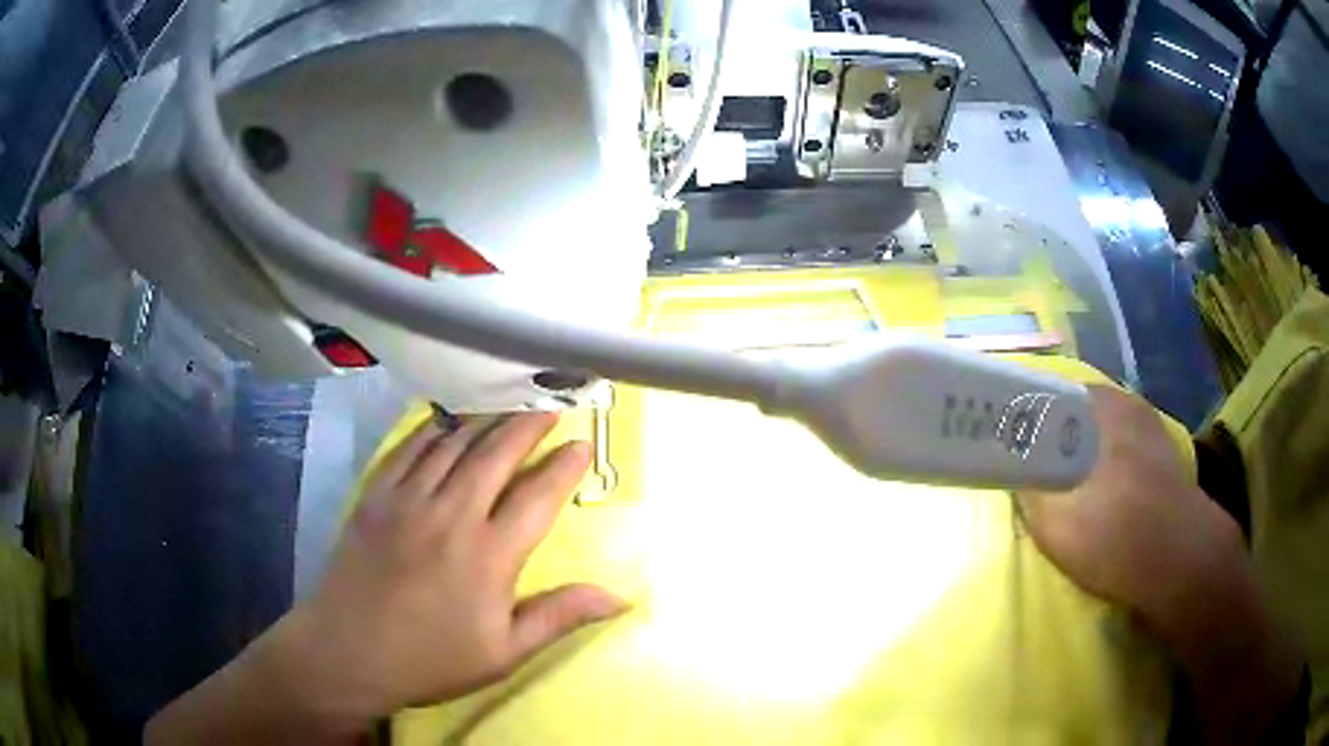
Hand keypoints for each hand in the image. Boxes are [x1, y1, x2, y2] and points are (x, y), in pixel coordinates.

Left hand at [295, 412, 627, 713]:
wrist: (348, 652)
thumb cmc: (431, 659)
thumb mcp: (504, 652)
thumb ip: (559, 616)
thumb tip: (620, 596)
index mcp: (489, 555)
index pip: (538, 496)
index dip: (564, 466)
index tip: (582, 445)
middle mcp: (452, 514)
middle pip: (497, 453)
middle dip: (529, 424)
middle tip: (550, 406)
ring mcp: (408, 499)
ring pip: (455, 442)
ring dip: (486, 418)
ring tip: (508, 403)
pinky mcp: (376, 495)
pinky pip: (410, 447)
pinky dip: (435, 427)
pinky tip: (448, 420)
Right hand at [1017, 386, 1300, 743]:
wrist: (1181, 564)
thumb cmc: (1117, 535)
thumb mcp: (1056, 522)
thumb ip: (1029, 492)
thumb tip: (1017, 476)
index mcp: (1103, 407)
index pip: (1052, 393)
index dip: (1028, 414)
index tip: (1010, 439)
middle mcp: (1129, 406)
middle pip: (1079, 411)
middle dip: (1055, 434)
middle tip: (1034, 465)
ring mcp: (1152, 430)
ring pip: (1104, 431)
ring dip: (1082, 450)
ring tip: (1065, 483)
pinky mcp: (1165, 459)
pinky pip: (1124, 450)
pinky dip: (1107, 464)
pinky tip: (1101, 496)